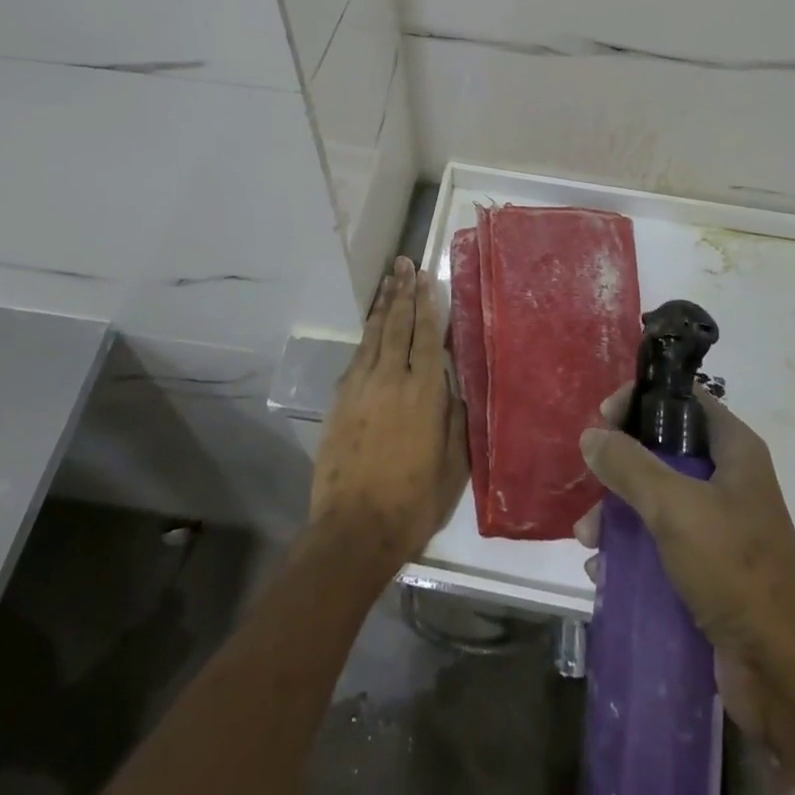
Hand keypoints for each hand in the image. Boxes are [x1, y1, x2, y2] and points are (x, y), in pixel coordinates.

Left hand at [311, 257, 467, 573]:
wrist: (353, 530)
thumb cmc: (413, 503)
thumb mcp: (453, 467)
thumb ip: (454, 419)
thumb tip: (451, 387)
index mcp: (424, 392)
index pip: (427, 335)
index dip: (427, 303)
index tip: (426, 277)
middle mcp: (392, 379)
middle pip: (398, 324)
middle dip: (403, 292)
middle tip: (404, 263)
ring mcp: (362, 387)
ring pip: (374, 335)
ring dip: (383, 306)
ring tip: (389, 281)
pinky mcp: (341, 401)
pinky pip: (357, 356)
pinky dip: (366, 335)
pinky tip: (371, 327)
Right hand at [576, 386, 794, 747]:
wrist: (785, 675)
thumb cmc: (735, 570)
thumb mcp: (676, 507)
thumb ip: (630, 465)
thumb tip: (592, 435)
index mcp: (734, 450)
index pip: (683, 399)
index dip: (642, 400)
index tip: (604, 417)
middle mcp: (727, 479)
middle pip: (663, 449)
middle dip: (621, 464)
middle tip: (590, 478)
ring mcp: (718, 524)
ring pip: (655, 497)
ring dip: (617, 511)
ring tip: (588, 538)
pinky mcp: (707, 566)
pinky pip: (659, 541)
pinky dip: (630, 548)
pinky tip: (602, 567)